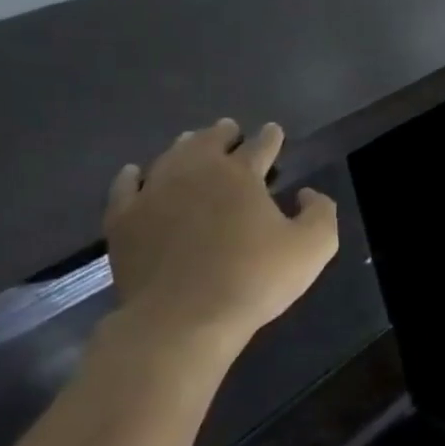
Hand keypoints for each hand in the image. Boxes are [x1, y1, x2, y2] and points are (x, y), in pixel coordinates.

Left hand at [104, 119, 339, 344]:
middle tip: (228, 128)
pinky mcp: (123, 221)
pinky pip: (125, 188)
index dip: (270, 137)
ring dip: (184, 146)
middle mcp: (194, 173)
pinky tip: (135, 172)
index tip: (274, 130)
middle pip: (209, 143)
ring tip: (190, 140)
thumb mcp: (314, 246)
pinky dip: (133, 176)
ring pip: (169, 158)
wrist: (184, 317)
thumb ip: (320, 212)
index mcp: (241, 175)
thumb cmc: (256, 278)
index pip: (259, 146)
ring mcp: (153, 194)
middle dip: (222, 133)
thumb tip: (307, 193)